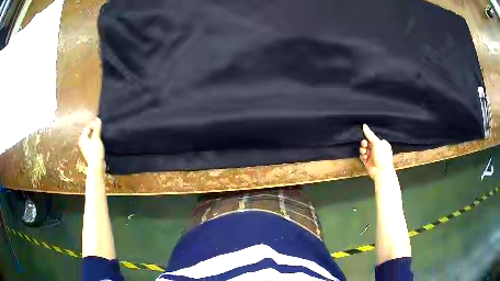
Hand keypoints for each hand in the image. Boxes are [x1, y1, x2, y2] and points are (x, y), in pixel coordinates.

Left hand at [79, 118, 104, 169]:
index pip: (87, 128)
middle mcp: (82, 143)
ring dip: (96, 138)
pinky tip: (101, 145)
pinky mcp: (90, 154)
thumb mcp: (96, 138)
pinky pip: (93, 145)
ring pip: (91, 140)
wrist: (96, 167)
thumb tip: (98, 118)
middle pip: (89, 134)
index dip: (93, 125)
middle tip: (101, 130)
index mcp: (82, 138)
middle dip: (95, 131)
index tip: (100, 125)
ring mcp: (86, 150)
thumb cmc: (95, 152)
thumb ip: (97, 128)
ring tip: (102, 137)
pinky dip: (96, 143)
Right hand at [359, 124, 393, 179]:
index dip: (368, 138)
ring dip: (362, 150)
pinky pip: (362, 156)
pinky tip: (364, 158)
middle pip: (367, 143)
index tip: (366, 138)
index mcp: (382, 144)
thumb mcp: (376, 143)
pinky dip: (362, 156)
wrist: (381, 172)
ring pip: (364, 150)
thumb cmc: (382, 156)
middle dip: (364, 144)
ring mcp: (372, 156)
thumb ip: (369, 134)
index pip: (372, 138)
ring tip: (364, 152)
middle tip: (364, 145)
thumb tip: (364, 125)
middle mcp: (377, 150)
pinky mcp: (368, 162)